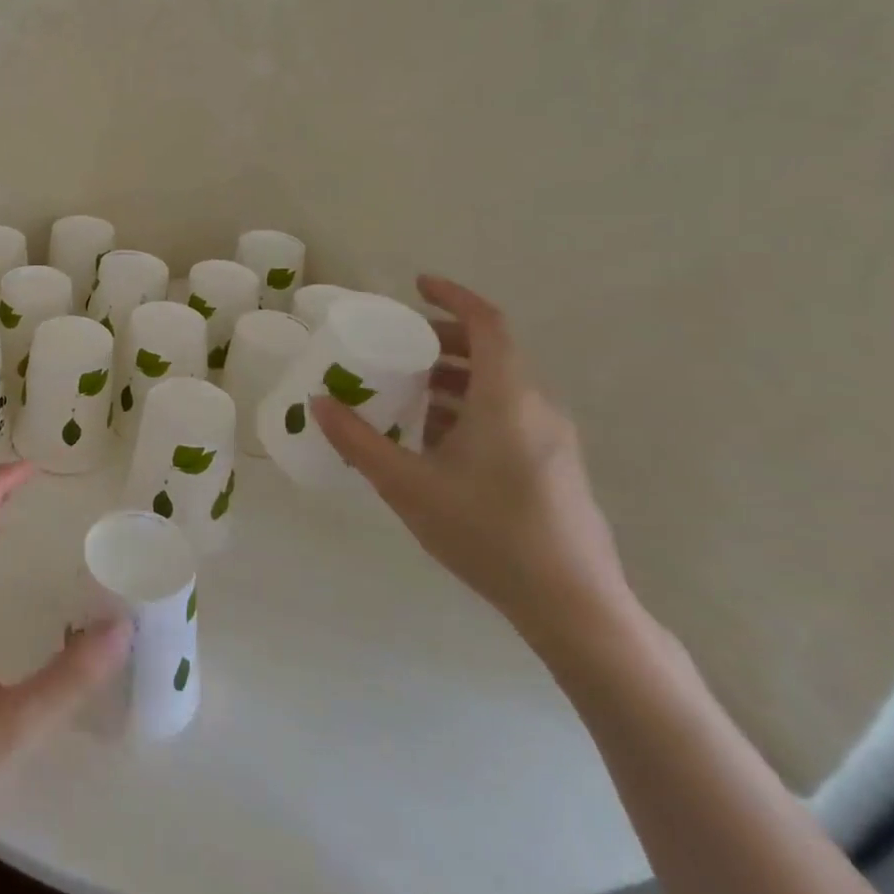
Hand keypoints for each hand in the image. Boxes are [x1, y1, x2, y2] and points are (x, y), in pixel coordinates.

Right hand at [312, 274, 630, 649]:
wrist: (575, 608)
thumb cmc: (489, 534)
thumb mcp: (408, 485)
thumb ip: (359, 441)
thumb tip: (319, 402)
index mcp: (506, 398)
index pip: (487, 324)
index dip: (453, 297)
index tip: (417, 286)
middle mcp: (536, 407)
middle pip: (491, 352)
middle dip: (443, 342)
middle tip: (399, 349)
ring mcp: (552, 439)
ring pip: (500, 386)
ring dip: (454, 379)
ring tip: (409, 397)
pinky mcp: (555, 466)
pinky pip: (509, 415)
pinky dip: (471, 408)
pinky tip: (438, 444)